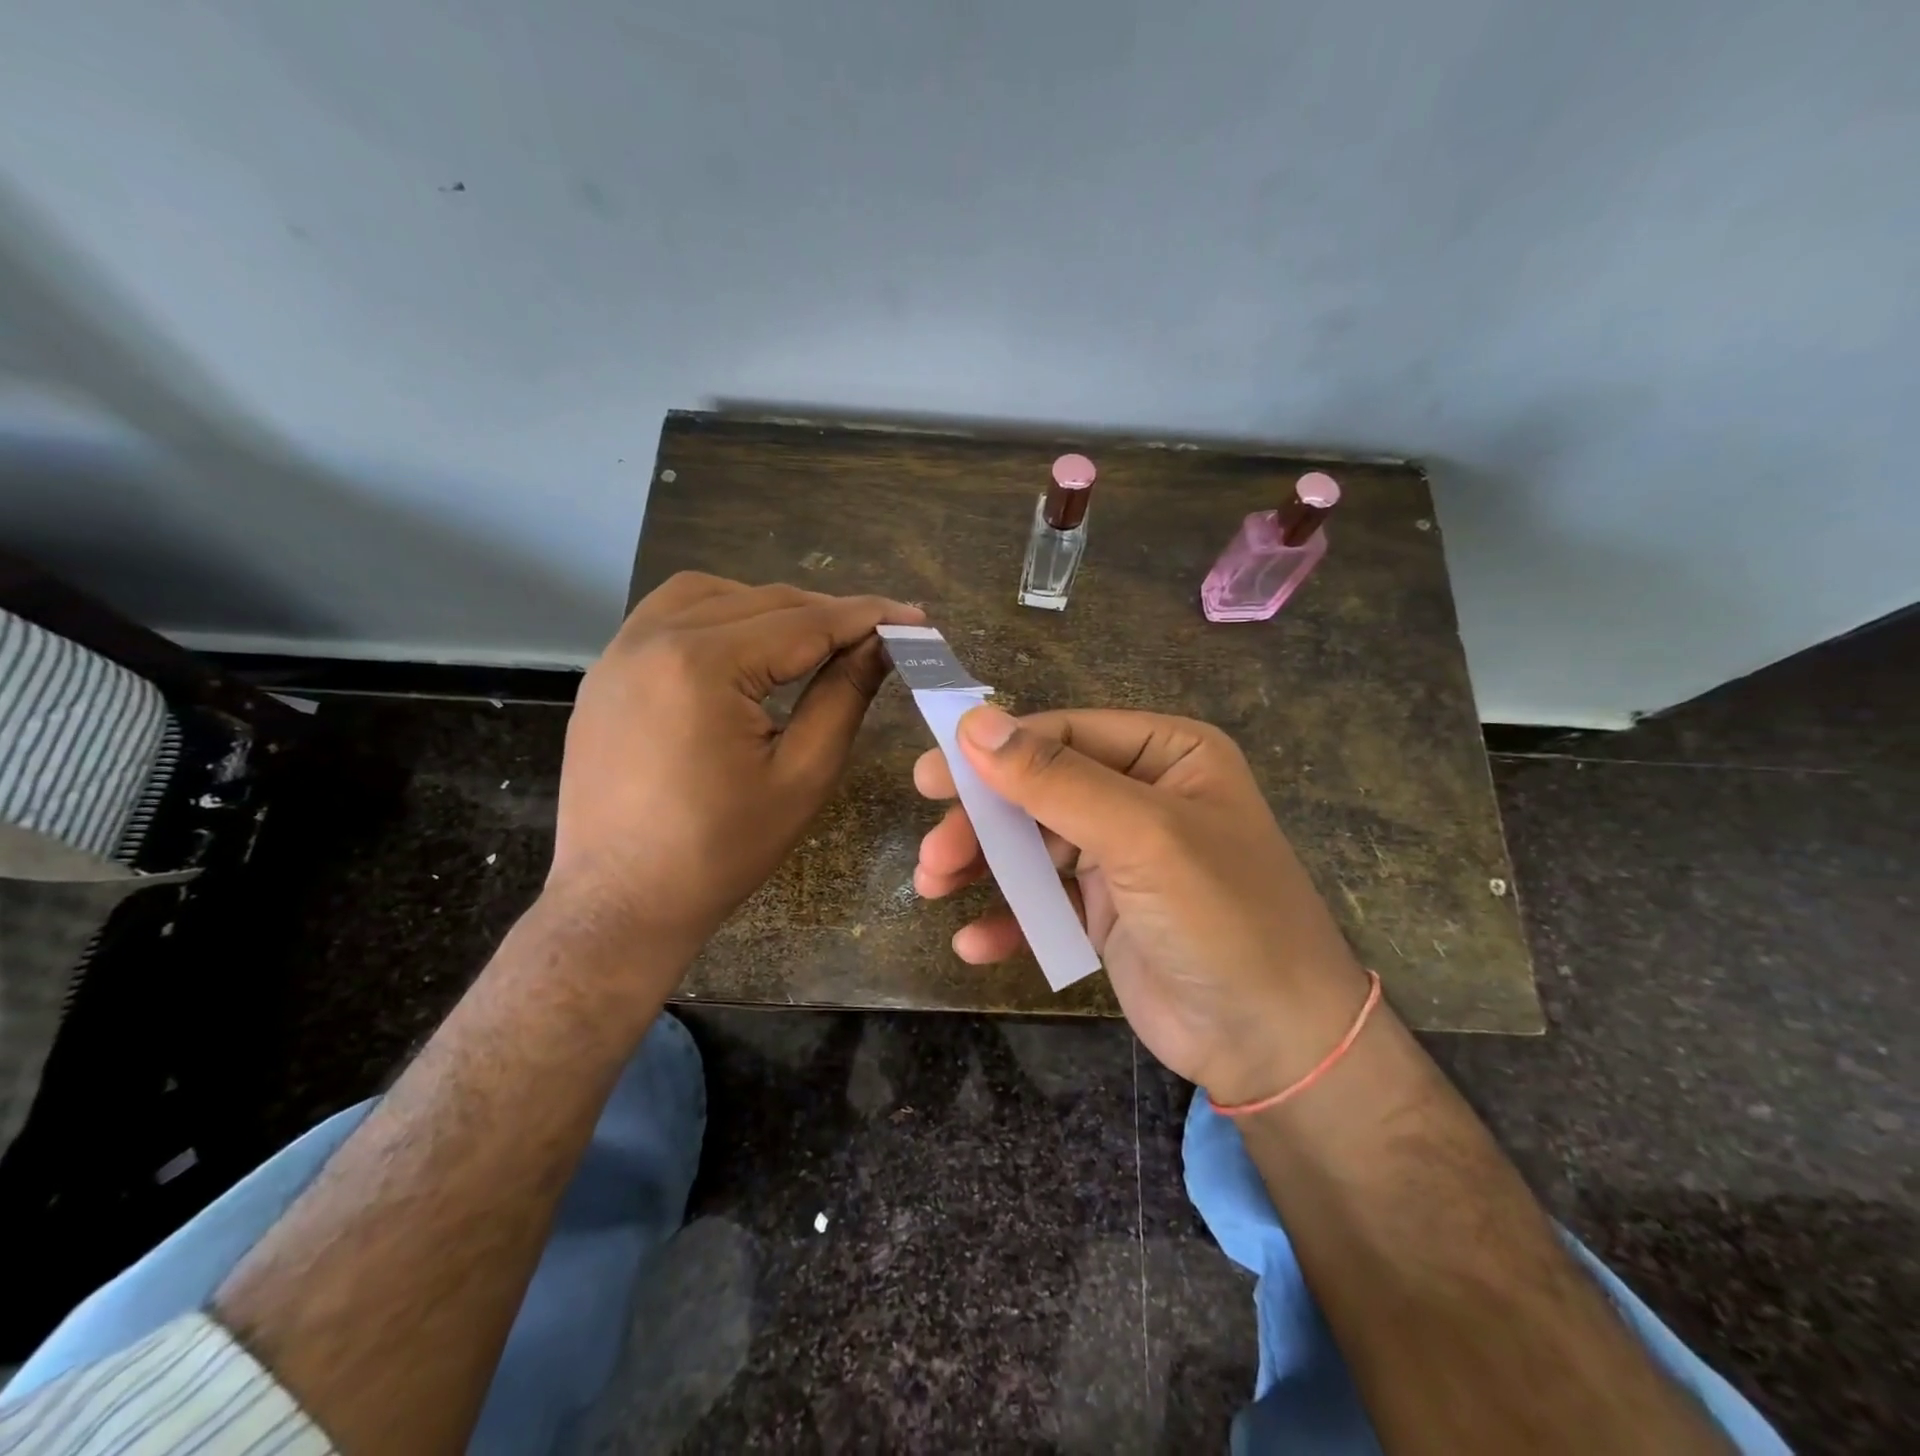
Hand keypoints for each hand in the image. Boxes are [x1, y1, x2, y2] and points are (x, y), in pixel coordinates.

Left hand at [551, 572, 923, 965]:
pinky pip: (669, 616)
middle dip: (825, 613)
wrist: (621, 902)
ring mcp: (620, 651)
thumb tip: (881, 644)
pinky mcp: (607, 671)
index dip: (867, 617)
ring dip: (770, 608)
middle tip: (876, 634)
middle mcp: (654, 638)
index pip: (805, 623)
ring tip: (812, 640)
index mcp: (703, 665)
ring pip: (712, 595)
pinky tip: (745, 649)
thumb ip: (844, 697)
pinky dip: (718, 616)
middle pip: (761, 602)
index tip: (914, 616)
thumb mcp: (802, 776)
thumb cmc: (720, 851)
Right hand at [914, 706, 1371, 1103]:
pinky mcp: (1104, 911)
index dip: (995, 751)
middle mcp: (1141, 795)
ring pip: (1032, 844)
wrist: (1274, 1047)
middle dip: (984, 820)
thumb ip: (1054, 779)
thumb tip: (973, 723)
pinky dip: (1009, 917)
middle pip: (1039, 789)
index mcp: (1165, 754)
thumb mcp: (1140, 836)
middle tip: (934, 850)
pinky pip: (1044, 899)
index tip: (932, 777)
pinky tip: (976, 944)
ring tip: (933, 886)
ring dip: (983, 865)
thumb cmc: (1221, 918)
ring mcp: (1121, 855)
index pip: (1064, 734)